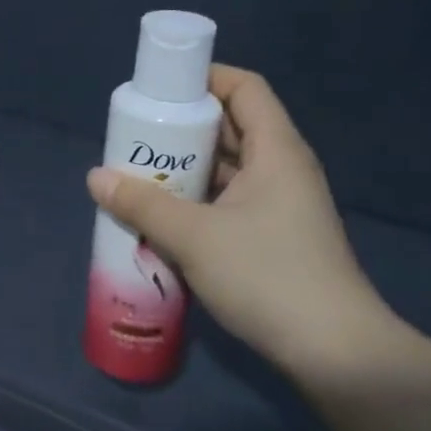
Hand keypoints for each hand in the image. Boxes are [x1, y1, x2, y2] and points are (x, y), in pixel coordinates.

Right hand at [86, 65, 388, 379]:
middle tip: (137, 135)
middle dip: (184, 128)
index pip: (244, 88)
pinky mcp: (276, 237)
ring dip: (188, 168)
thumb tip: (95, 177)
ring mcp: (282, 205)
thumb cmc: (267, 276)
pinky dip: (199, 200)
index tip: (160, 89)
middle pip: (232, 127)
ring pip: (230, 168)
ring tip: (141, 174)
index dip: (204, 78)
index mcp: (276, 150)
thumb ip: (142, 204)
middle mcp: (283, 169)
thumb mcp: (194, 237)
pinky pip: (231, 201)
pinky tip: (166, 217)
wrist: (335, 353)